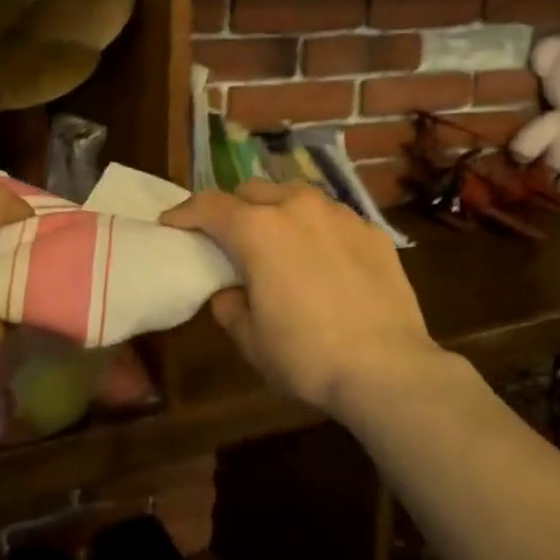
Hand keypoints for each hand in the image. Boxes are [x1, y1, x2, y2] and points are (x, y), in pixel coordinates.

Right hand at [161, 182, 442, 413]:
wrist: (388, 368)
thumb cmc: (307, 356)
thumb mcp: (251, 340)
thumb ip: (231, 306)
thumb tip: (232, 292)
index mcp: (258, 230)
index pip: (209, 206)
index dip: (184, 213)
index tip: (171, 223)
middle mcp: (298, 208)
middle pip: (252, 190)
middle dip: (233, 207)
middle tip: (228, 237)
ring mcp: (341, 215)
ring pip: (297, 196)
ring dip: (278, 211)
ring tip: (279, 241)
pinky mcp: (373, 232)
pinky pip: (334, 219)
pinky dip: (318, 230)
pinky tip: (325, 260)